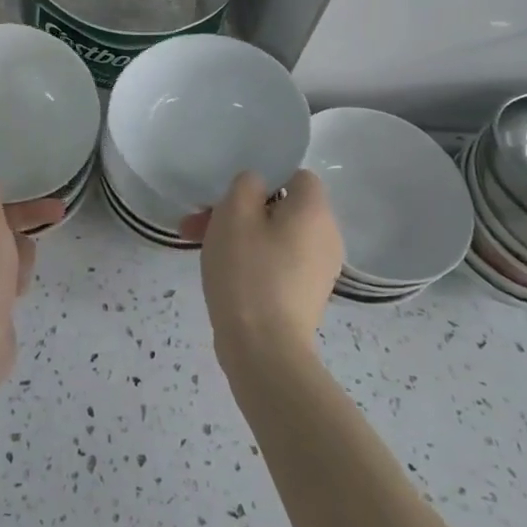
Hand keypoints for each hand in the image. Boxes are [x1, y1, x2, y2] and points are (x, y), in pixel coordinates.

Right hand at [181, 170, 342, 371]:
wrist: (264, 350)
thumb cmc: (248, 271)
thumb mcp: (234, 213)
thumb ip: (246, 184)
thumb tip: (257, 186)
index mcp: (315, 211)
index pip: (297, 176)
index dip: (264, 178)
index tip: (231, 195)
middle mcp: (327, 236)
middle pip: (282, 207)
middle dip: (239, 210)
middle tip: (200, 222)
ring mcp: (319, 270)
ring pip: (275, 236)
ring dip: (240, 235)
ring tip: (200, 247)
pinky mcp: (306, 296)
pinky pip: (278, 263)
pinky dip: (253, 261)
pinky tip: (222, 273)